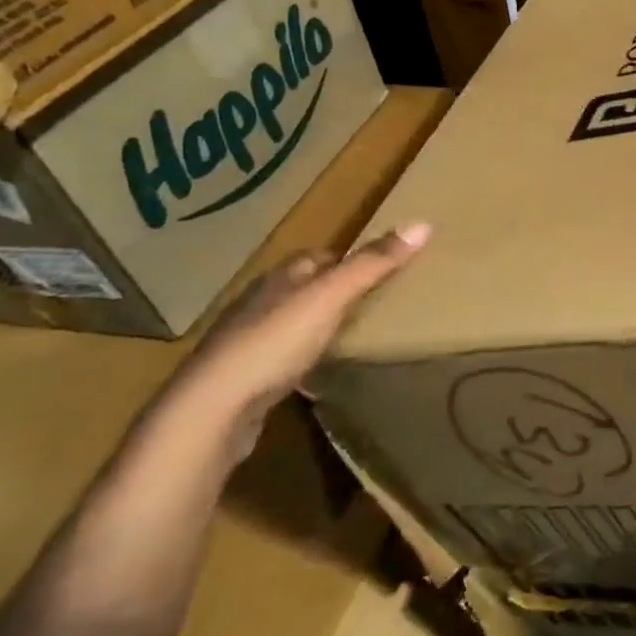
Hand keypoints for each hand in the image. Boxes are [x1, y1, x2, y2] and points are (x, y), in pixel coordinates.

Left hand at [160, 223, 431, 463]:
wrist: (211, 411)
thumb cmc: (274, 343)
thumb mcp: (331, 297)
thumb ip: (374, 264)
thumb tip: (424, 223)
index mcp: (279, 278)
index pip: (316, 257)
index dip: (347, 259)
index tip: (379, 268)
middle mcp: (259, 303)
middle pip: (303, 288)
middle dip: (332, 291)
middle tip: (372, 301)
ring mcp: (246, 342)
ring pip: (289, 322)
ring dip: (315, 325)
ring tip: (350, 335)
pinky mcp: (242, 379)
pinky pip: (279, 357)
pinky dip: (299, 357)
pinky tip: (314, 371)